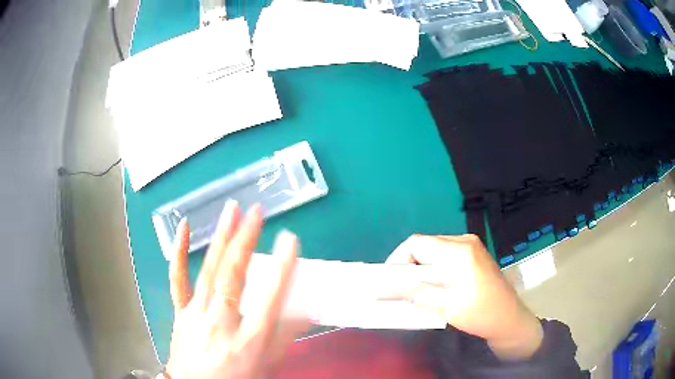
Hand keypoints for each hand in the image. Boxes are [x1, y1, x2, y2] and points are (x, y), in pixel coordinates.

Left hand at [165, 201, 307, 378]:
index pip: (269, 300)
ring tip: (231, 210)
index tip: (291, 239)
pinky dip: (179, 252)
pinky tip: (183, 227)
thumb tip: (306, 313)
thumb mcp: (266, 365)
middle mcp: (221, 322)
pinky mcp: (180, 310)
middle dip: (246, 240)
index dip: (282, 268)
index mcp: (248, 340)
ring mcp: (196, 314)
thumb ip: (284, 338)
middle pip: (233, 277)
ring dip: (221, 237)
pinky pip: (178, 279)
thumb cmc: (235, 378)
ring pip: (209, 271)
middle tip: (257, 211)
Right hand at [385, 234, 542, 360]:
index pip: (416, 244)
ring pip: (432, 250)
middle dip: (407, 266)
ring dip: (419, 268)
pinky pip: (443, 255)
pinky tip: (433, 286)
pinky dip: (432, 269)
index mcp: (460, 252)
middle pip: (423, 245)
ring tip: (414, 291)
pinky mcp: (473, 254)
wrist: (510, 319)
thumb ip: (413, 293)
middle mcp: (465, 241)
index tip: (388, 282)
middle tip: (399, 290)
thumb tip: (380, 288)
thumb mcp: (445, 307)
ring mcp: (471, 246)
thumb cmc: (480, 315)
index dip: (397, 260)